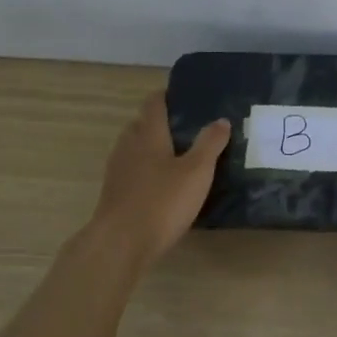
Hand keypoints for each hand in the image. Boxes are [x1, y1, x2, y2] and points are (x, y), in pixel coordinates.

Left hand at [87, 93, 229, 270]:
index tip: (182, 95)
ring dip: (152, 147)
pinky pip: (131, 171)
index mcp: (148, 134)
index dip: (166, 96)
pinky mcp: (114, 193)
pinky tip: (161, 184)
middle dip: (160, 122)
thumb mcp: (197, 172)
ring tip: (177, 156)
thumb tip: (221, 120)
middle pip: (141, 125)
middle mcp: (128, 146)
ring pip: (134, 148)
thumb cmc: (162, 201)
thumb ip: (210, 144)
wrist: (121, 242)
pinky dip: (146, 170)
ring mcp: (117, 170)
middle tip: (186, 128)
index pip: (154, 104)